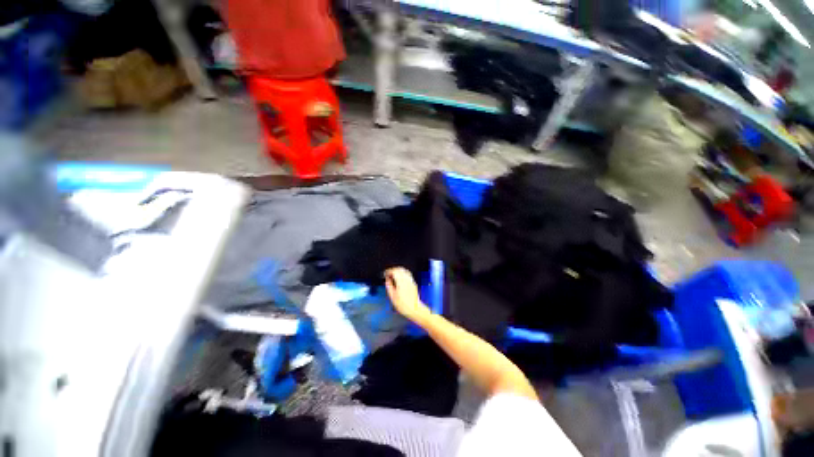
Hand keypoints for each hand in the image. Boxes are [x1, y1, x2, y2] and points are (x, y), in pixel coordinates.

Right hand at [385, 267, 430, 322]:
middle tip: (389, 273)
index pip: (395, 271)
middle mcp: (407, 280)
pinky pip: (408, 274)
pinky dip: (403, 273)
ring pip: (405, 270)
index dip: (389, 271)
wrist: (414, 309)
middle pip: (400, 269)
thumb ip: (389, 286)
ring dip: (398, 271)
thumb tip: (387, 280)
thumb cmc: (404, 305)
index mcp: (401, 282)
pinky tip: (400, 278)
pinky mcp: (413, 283)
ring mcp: (411, 281)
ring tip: (393, 275)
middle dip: (393, 269)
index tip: (386, 273)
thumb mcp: (392, 297)